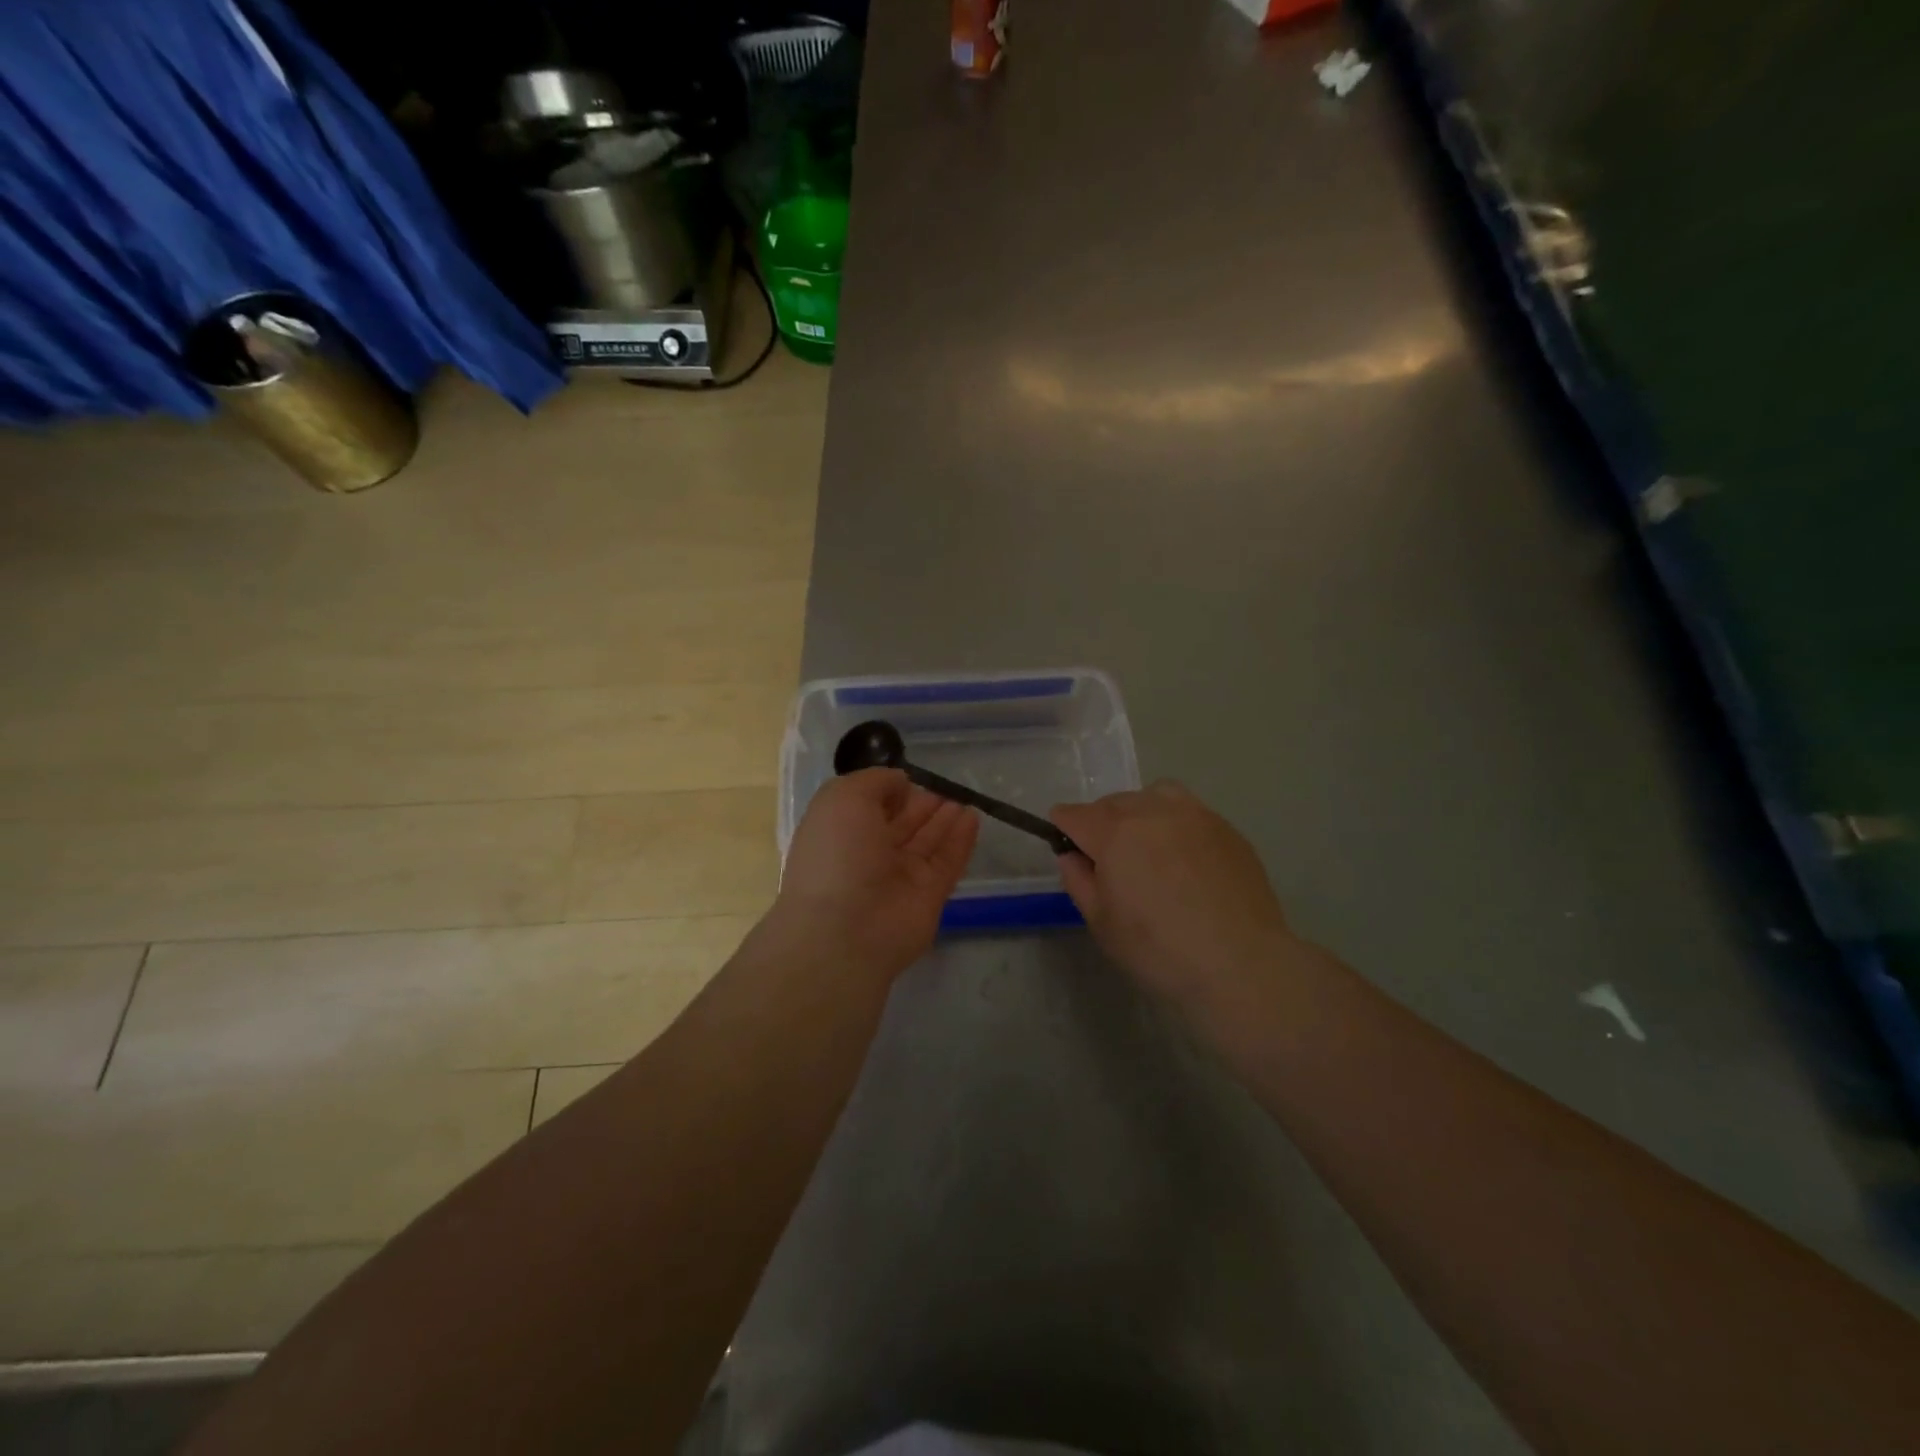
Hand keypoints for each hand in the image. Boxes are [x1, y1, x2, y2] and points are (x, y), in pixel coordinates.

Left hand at [774, 769, 979, 975]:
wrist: (847, 929)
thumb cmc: (837, 853)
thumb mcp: (843, 798)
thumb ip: (875, 781)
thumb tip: (900, 783)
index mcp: (840, 832)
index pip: (868, 808)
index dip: (888, 792)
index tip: (908, 779)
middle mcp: (868, 855)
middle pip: (901, 825)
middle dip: (921, 805)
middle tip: (945, 787)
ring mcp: (900, 878)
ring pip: (927, 842)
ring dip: (944, 820)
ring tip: (963, 798)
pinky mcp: (929, 896)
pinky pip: (948, 862)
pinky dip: (960, 840)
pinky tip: (973, 817)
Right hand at [1052, 782, 1291, 1003]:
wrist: (1241, 964)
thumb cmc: (1159, 950)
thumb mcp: (1101, 923)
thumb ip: (1079, 880)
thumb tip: (1072, 856)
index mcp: (1114, 833)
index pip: (1075, 814)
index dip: (1063, 828)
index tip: (1066, 845)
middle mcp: (1152, 811)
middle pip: (1112, 802)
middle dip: (1100, 822)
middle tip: (1107, 859)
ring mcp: (1194, 815)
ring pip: (1154, 795)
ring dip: (1140, 812)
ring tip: (1147, 845)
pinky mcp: (1226, 828)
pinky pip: (1189, 812)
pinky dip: (1176, 824)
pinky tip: (1185, 860)